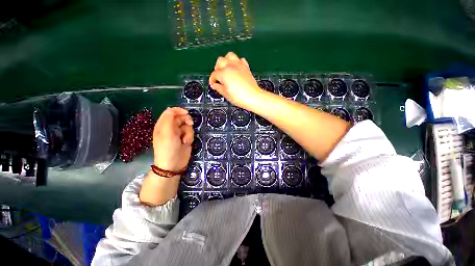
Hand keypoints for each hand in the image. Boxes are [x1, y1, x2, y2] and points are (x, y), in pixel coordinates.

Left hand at [152, 107, 193, 171]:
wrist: (173, 164)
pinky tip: (186, 142)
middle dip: (186, 121)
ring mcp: (179, 133)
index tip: (187, 113)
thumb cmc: (168, 148)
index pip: (171, 112)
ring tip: (185, 139)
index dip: (179, 111)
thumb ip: (169, 118)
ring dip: (188, 131)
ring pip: (187, 126)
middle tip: (189, 124)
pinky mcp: (185, 138)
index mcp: (163, 125)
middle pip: (181, 117)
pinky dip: (190, 137)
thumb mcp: (166, 132)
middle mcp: (171, 128)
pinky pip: (190, 133)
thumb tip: (172, 109)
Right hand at [209, 52, 262, 109]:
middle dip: (217, 68)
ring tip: (226, 69)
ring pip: (229, 56)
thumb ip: (218, 88)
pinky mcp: (246, 67)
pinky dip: (236, 62)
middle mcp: (230, 66)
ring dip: (226, 61)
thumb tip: (215, 85)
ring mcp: (239, 65)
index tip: (213, 84)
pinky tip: (236, 69)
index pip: (214, 74)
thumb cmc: (239, 97)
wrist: (253, 97)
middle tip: (218, 77)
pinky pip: (240, 60)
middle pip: (220, 61)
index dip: (212, 80)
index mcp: (224, 73)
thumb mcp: (226, 94)